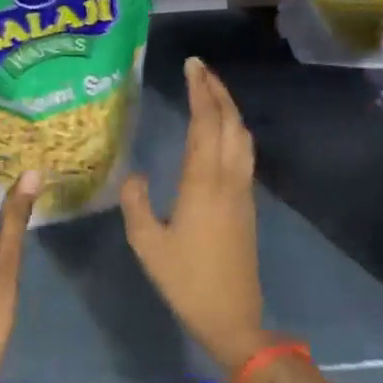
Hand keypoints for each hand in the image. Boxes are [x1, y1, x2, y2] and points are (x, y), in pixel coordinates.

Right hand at [120, 58, 268, 375]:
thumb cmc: (186, 280)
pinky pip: (244, 154)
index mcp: (204, 183)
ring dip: (229, 109)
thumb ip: (136, 204)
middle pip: (230, 122)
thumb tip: (136, 175)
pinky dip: (233, 130)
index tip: (192, 66)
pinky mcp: (247, 205)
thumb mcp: (147, 244)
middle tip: (199, 69)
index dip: (200, 91)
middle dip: (217, 91)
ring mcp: (243, 191)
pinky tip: (220, 134)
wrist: (232, 316)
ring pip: (242, 137)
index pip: (206, 123)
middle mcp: (229, 179)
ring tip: (211, 93)